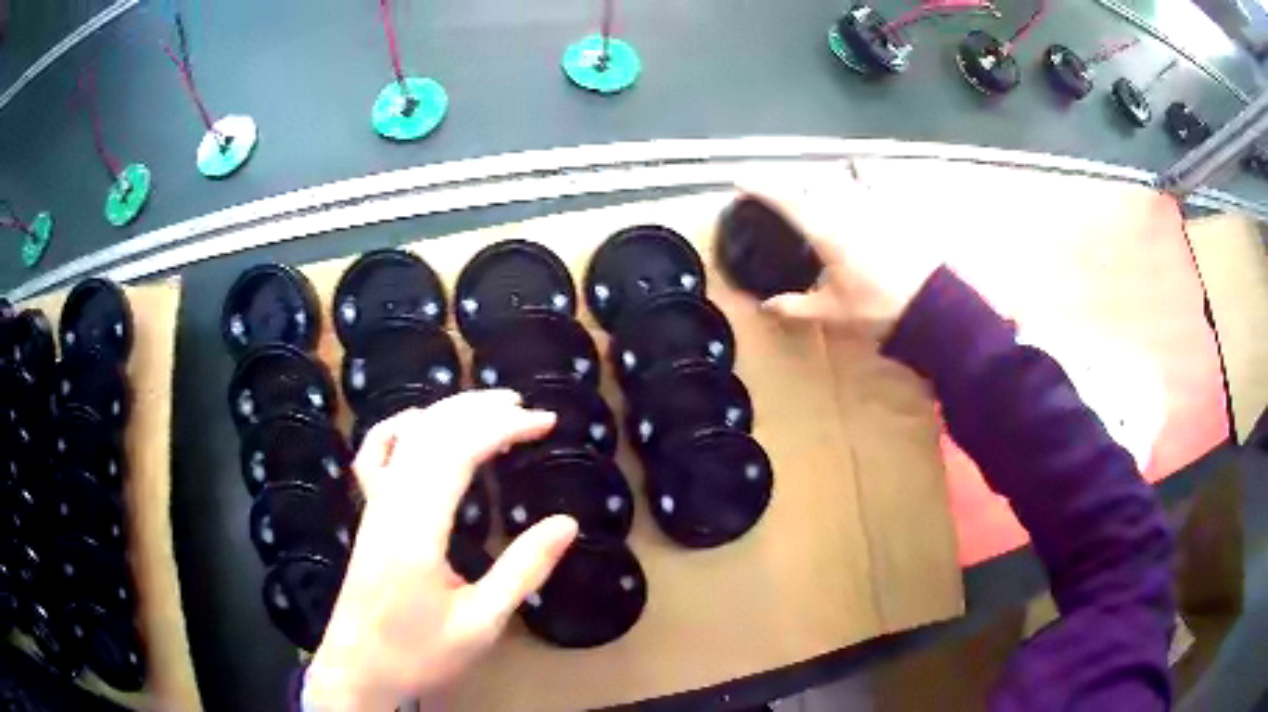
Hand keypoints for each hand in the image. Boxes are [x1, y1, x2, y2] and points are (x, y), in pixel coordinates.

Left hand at [304, 390, 578, 710]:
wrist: (359, 668)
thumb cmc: (420, 653)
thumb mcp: (482, 623)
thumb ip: (523, 570)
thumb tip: (567, 524)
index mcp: (417, 528)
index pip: (458, 451)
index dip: (504, 427)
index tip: (546, 422)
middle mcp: (390, 503)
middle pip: (431, 431)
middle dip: (482, 410)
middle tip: (529, 408)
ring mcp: (374, 506)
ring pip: (406, 436)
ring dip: (448, 411)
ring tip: (490, 405)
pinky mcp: (368, 515)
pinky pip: (375, 455)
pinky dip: (400, 428)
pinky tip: (421, 424)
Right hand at [743, 166, 942, 341]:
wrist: (930, 305)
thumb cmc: (877, 308)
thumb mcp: (832, 312)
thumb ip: (795, 307)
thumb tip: (765, 308)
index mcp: (826, 231)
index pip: (786, 201)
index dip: (761, 188)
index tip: (741, 180)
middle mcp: (846, 209)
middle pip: (811, 185)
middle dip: (792, 187)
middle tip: (779, 197)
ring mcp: (872, 205)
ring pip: (839, 181)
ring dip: (823, 184)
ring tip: (816, 194)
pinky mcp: (893, 210)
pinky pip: (870, 184)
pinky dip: (858, 180)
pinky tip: (859, 187)